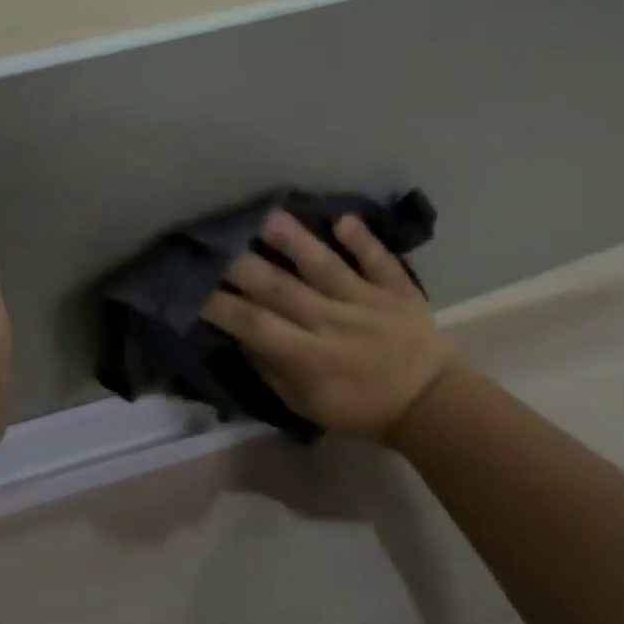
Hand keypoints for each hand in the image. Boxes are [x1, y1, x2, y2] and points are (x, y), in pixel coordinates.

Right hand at [201, 211, 456, 438]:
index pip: (257, 325)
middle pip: (282, 289)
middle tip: (217, 241)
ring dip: (298, 242)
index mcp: (309, 356)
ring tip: (270, 216)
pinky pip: (378, 261)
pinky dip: (363, 240)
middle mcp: (332, 322)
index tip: (194, 286)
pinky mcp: (395, 288)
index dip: (224, 306)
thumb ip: (271, 369)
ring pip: (326, 267)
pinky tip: (343, 218)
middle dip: (246, 266)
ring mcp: (365, 300)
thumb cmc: (360, 407)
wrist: (429, 404)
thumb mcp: (307, 405)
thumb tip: (238, 334)